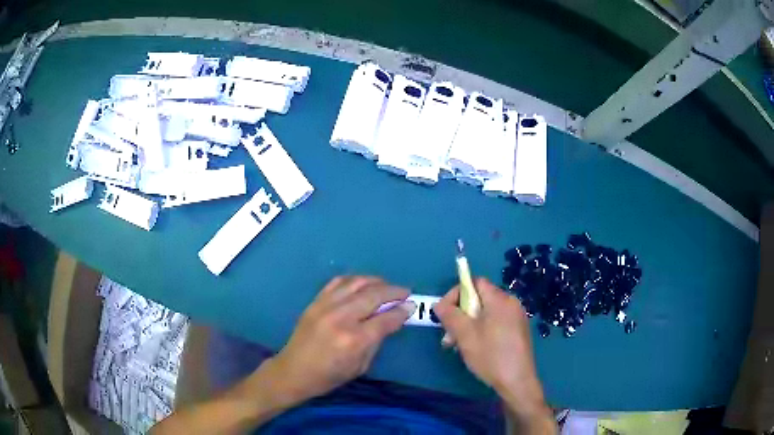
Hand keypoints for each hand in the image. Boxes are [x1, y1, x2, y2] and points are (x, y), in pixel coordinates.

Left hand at [269, 276, 415, 402]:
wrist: (293, 371)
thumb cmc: (329, 376)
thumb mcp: (361, 366)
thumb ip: (377, 340)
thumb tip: (393, 319)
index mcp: (354, 340)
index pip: (386, 318)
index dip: (402, 310)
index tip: (411, 306)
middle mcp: (341, 317)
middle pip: (374, 295)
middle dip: (394, 291)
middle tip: (405, 292)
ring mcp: (326, 306)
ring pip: (357, 282)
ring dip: (376, 281)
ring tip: (386, 286)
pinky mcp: (315, 301)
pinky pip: (338, 282)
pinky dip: (354, 280)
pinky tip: (362, 284)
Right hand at [433, 278, 554, 432]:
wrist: (517, 381)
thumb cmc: (490, 355)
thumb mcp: (465, 335)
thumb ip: (450, 315)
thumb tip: (440, 304)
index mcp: (500, 299)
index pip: (475, 282)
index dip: (456, 293)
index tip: (445, 313)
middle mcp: (511, 304)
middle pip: (479, 299)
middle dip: (460, 314)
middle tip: (448, 335)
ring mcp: (516, 318)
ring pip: (486, 313)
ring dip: (468, 325)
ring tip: (456, 345)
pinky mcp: (518, 331)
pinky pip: (495, 323)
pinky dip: (481, 331)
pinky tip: (473, 348)